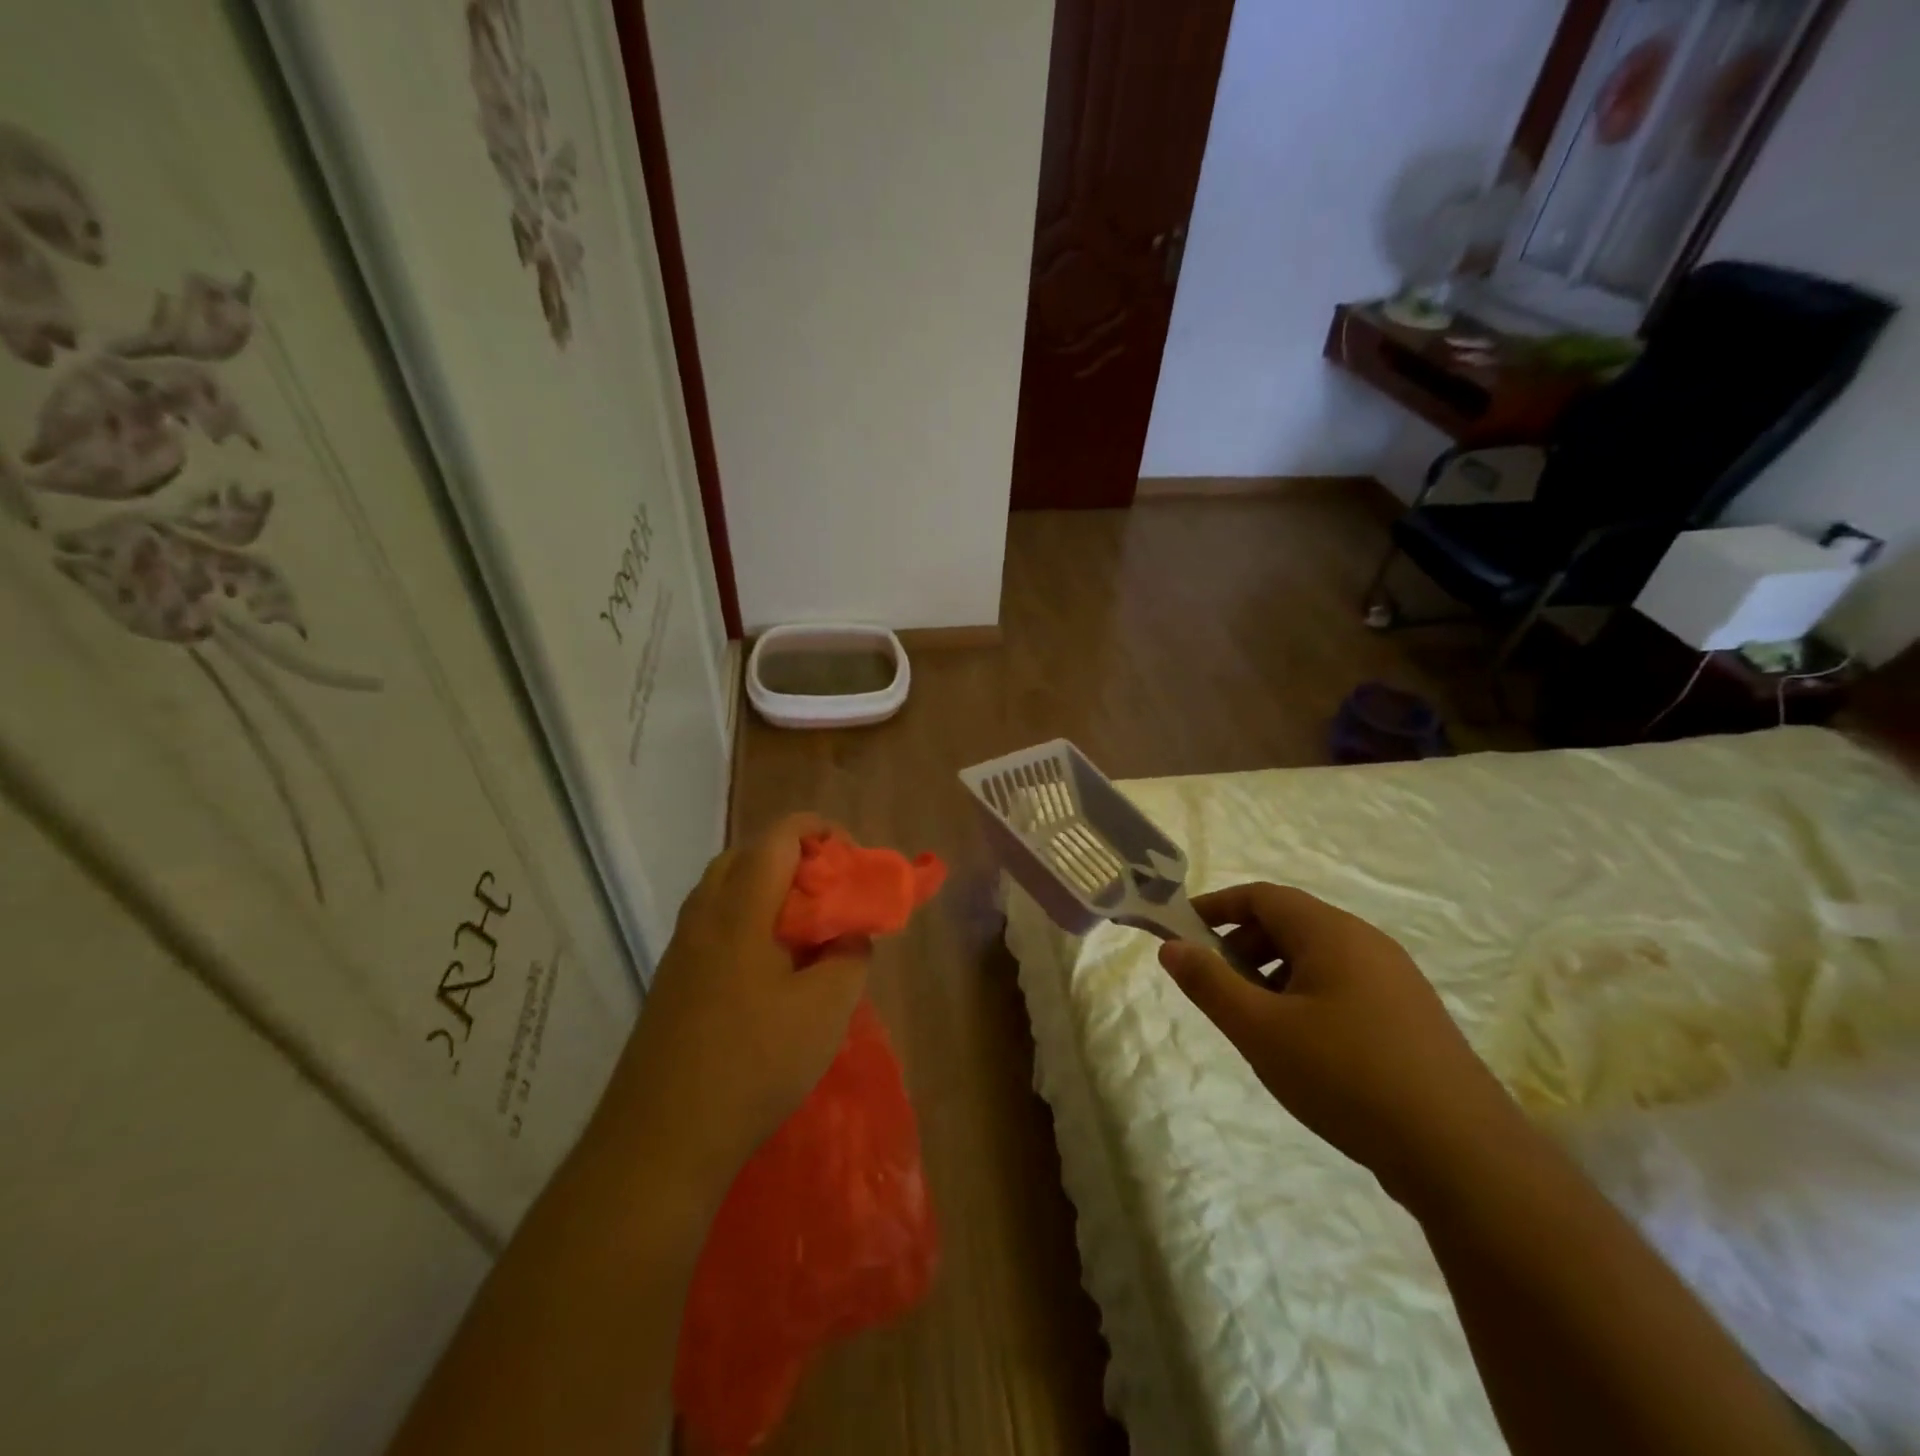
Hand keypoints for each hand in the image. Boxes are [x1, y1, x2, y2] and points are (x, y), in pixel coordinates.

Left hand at [605, 814, 871, 1201]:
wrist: (660, 1140)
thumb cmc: (752, 1063)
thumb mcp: (826, 1009)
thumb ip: (850, 956)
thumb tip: (851, 935)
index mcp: (741, 909)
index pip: (780, 836)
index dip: (821, 831)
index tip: (852, 862)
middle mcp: (704, 915)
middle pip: (749, 855)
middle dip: (796, 860)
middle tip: (829, 894)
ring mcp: (681, 949)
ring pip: (727, 890)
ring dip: (770, 892)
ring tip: (806, 932)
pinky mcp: (672, 981)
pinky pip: (715, 925)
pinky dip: (749, 922)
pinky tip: (773, 971)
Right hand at [1159, 883, 1526, 1202]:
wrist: (1463, 1155)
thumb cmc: (1346, 1076)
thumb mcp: (1260, 1030)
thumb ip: (1209, 983)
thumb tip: (1171, 946)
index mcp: (1331, 933)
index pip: (1262, 896)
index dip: (1217, 907)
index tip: (1182, 931)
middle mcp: (1367, 943)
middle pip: (1290, 923)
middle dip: (1243, 945)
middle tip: (1215, 984)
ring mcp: (1396, 980)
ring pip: (1317, 958)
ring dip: (1274, 974)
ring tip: (1255, 1021)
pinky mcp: (1411, 1018)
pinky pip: (1344, 986)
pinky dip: (1306, 996)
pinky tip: (1303, 1047)